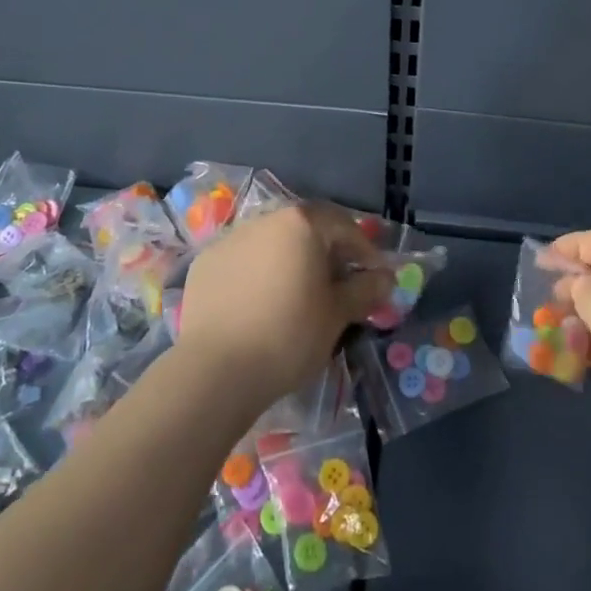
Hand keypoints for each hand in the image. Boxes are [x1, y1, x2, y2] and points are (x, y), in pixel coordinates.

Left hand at [178, 202, 392, 410]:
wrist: (215, 370)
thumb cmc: (288, 335)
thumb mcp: (337, 314)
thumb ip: (364, 290)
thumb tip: (386, 278)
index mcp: (301, 223)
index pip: (344, 227)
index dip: (364, 251)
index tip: (374, 277)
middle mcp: (265, 219)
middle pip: (306, 229)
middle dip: (326, 253)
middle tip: (338, 286)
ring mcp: (230, 239)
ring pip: (272, 244)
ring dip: (290, 262)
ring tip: (297, 296)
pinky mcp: (205, 263)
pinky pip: (243, 262)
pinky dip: (257, 275)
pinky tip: (260, 305)